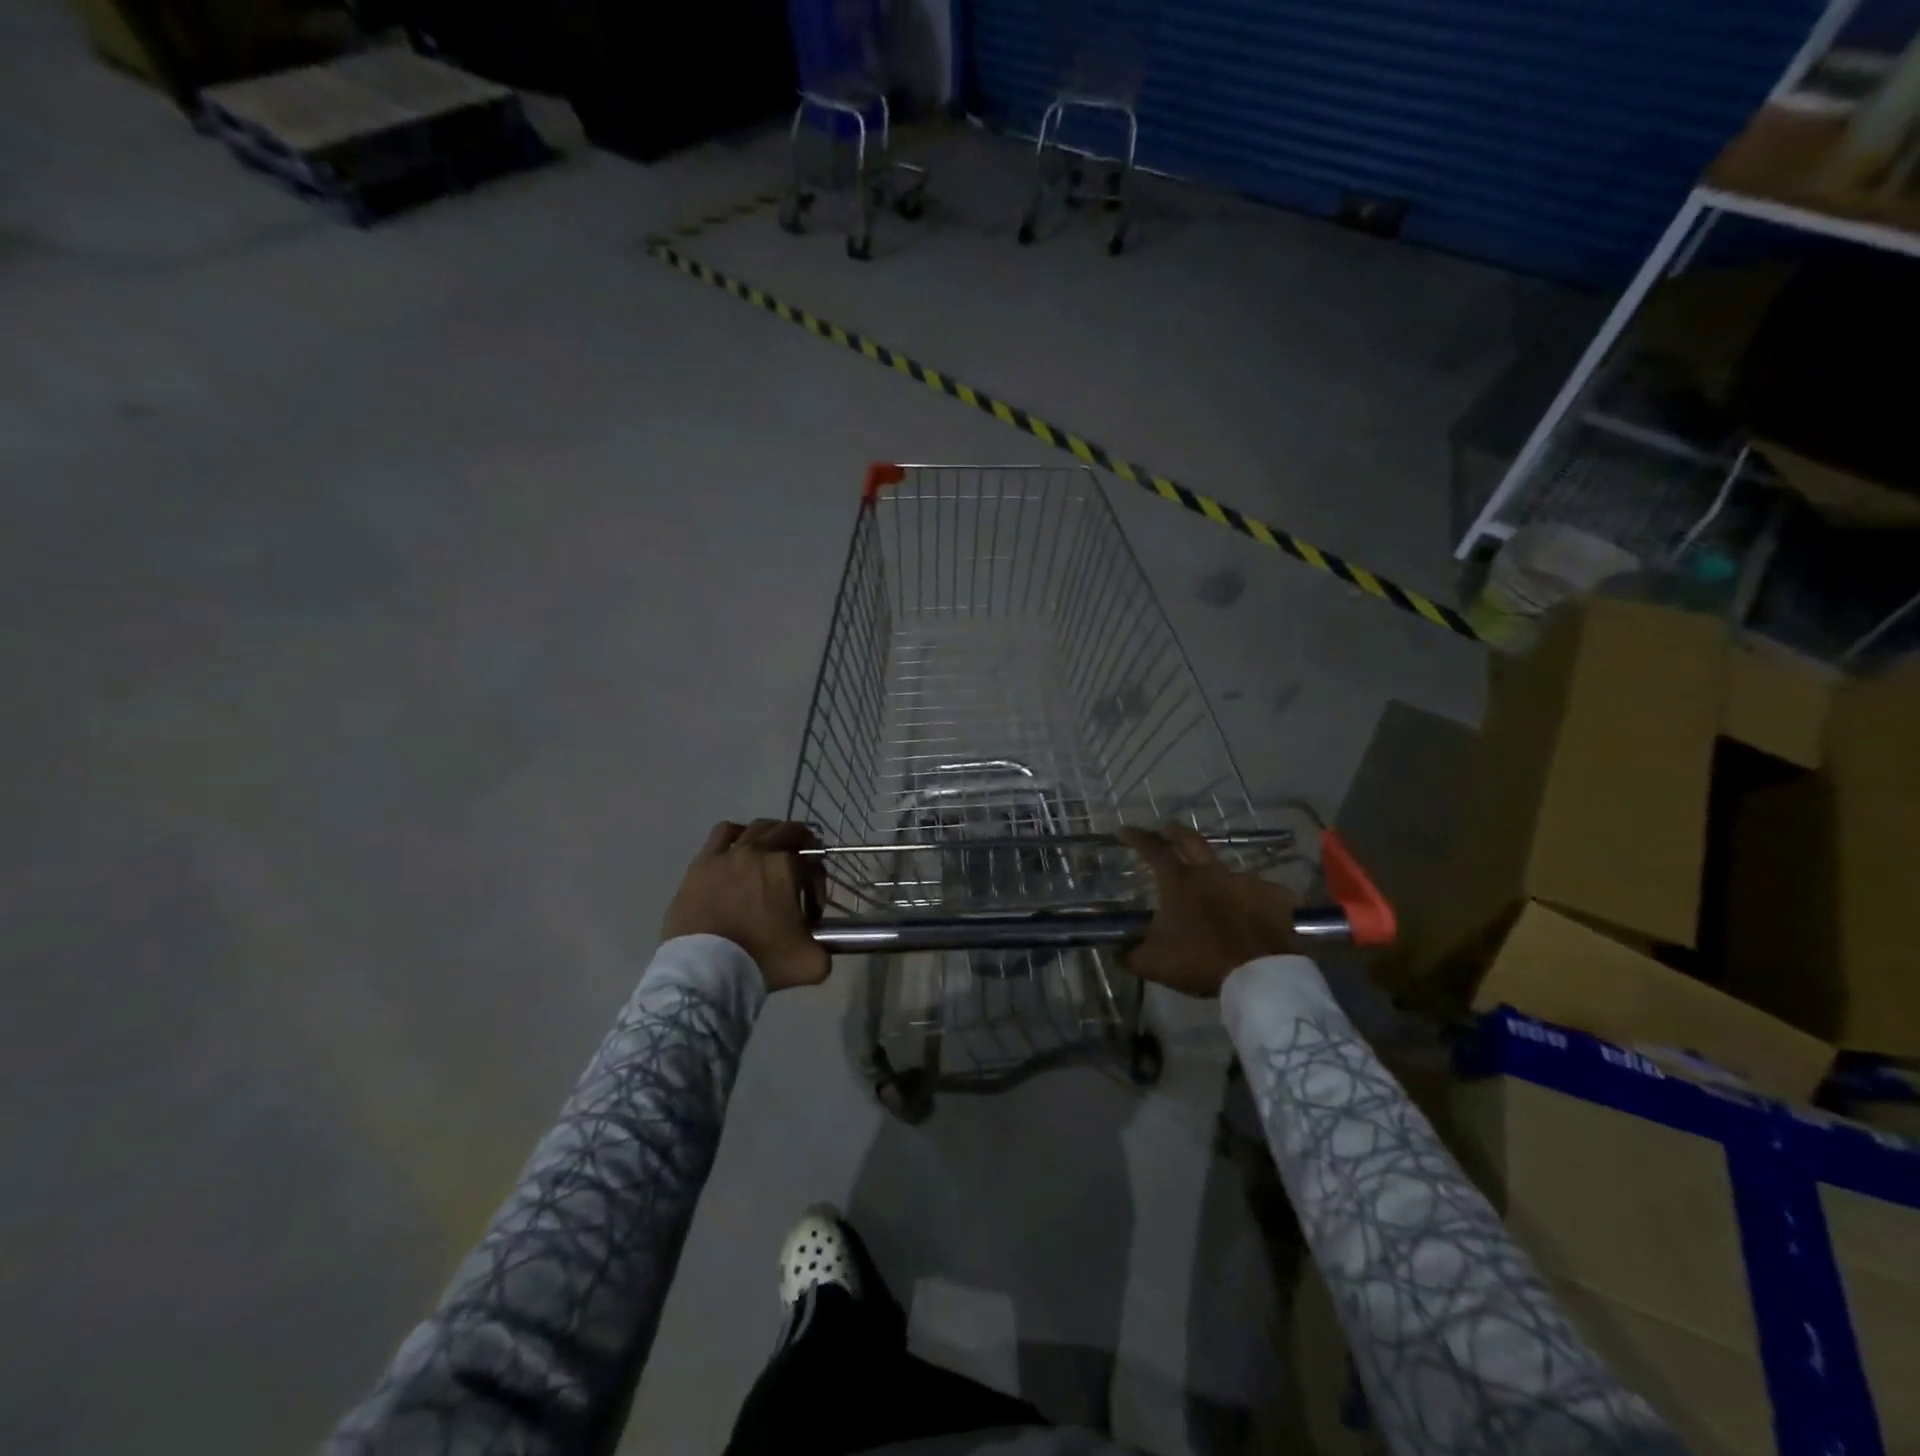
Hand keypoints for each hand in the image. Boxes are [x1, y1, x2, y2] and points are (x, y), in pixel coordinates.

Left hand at [662, 819, 828, 991]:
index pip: (813, 864)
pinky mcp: (701, 864)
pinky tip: (739, 849)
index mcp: (787, 867)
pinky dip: (736, 835)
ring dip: (771, 835)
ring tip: (772, 854)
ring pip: (757, 827)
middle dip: (802, 847)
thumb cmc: (761, 961)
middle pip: (788, 833)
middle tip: (802, 870)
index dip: (818, 886)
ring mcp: (727, 854)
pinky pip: (722, 833)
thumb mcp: (809, 962)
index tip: (812, 913)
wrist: (706, 972)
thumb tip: (822, 947)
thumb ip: (825, 949)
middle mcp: (759, 851)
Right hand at [1117, 823, 1298, 998]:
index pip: (1152, 849)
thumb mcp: (1154, 963)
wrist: (1259, 976)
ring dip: (1215, 873)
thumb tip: (1116, 951)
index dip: (1136, 837)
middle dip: (1175, 832)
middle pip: (1191, 840)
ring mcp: (1246, 883)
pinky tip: (1252, 911)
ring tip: (1212, 886)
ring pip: (1227, 869)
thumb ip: (1130, 954)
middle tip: (1167, 828)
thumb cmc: (1200, 962)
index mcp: (1179, 883)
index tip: (1124, 830)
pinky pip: (1263, 892)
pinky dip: (1253, 899)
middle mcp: (1211, 873)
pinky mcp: (1274, 897)